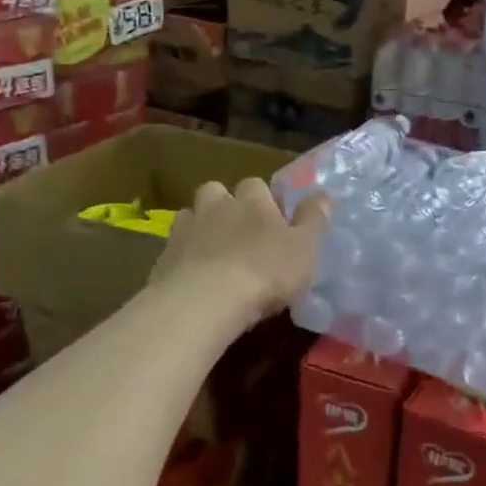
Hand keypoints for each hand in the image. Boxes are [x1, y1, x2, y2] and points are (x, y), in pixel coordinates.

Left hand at [150, 178, 329, 331]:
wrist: (204, 301)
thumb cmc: (266, 272)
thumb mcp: (304, 248)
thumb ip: (313, 220)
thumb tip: (323, 194)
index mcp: (253, 201)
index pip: (257, 184)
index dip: (264, 199)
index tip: (273, 220)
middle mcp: (217, 206)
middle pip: (216, 191)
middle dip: (225, 204)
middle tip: (238, 231)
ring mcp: (185, 229)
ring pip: (191, 215)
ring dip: (201, 226)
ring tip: (213, 251)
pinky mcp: (162, 257)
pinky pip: (174, 246)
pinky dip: (184, 254)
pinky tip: (193, 275)